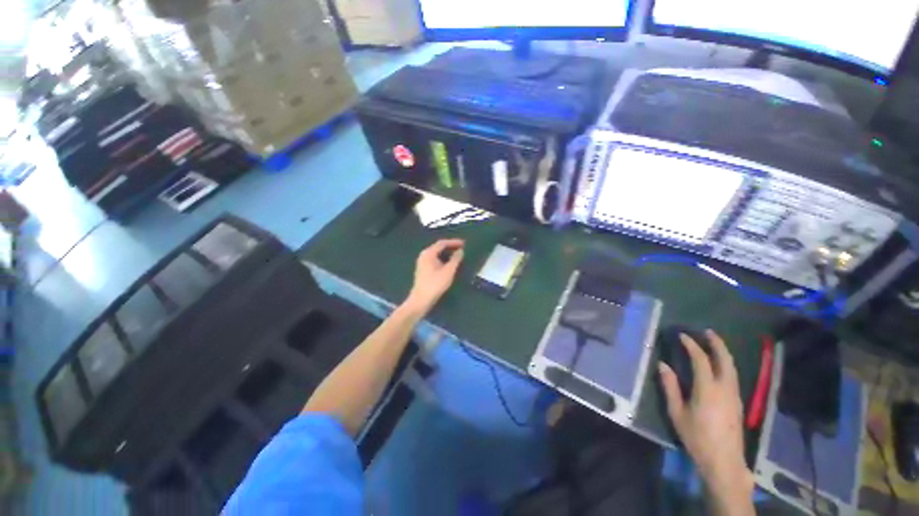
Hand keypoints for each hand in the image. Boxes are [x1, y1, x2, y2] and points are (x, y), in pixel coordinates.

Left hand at [404, 239, 464, 315]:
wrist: (421, 300)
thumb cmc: (435, 284)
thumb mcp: (448, 271)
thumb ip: (455, 259)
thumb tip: (461, 251)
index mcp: (429, 253)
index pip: (442, 243)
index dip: (454, 242)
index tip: (464, 243)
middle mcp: (424, 255)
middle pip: (438, 247)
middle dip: (451, 247)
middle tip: (462, 248)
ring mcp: (422, 263)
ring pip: (437, 254)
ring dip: (447, 254)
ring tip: (458, 256)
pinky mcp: (423, 270)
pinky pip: (435, 260)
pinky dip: (443, 259)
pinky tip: (449, 264)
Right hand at [659, 330, 753, 506]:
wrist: (724, 461)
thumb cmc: (696, 437)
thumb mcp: (677, 413)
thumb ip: (670, 387)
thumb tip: (663, 365)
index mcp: (708, 389)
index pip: (701, 360)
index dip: (692, 345)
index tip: (682, 335)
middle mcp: (725, 388)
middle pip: (725, 360)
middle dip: (717, 344)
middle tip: (707, 332)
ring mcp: (735, 396)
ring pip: (732, 368)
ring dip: (723, 353)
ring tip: (714, 343)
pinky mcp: (738, 403)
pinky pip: (733, 376)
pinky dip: (726, 364)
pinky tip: (720, 365)